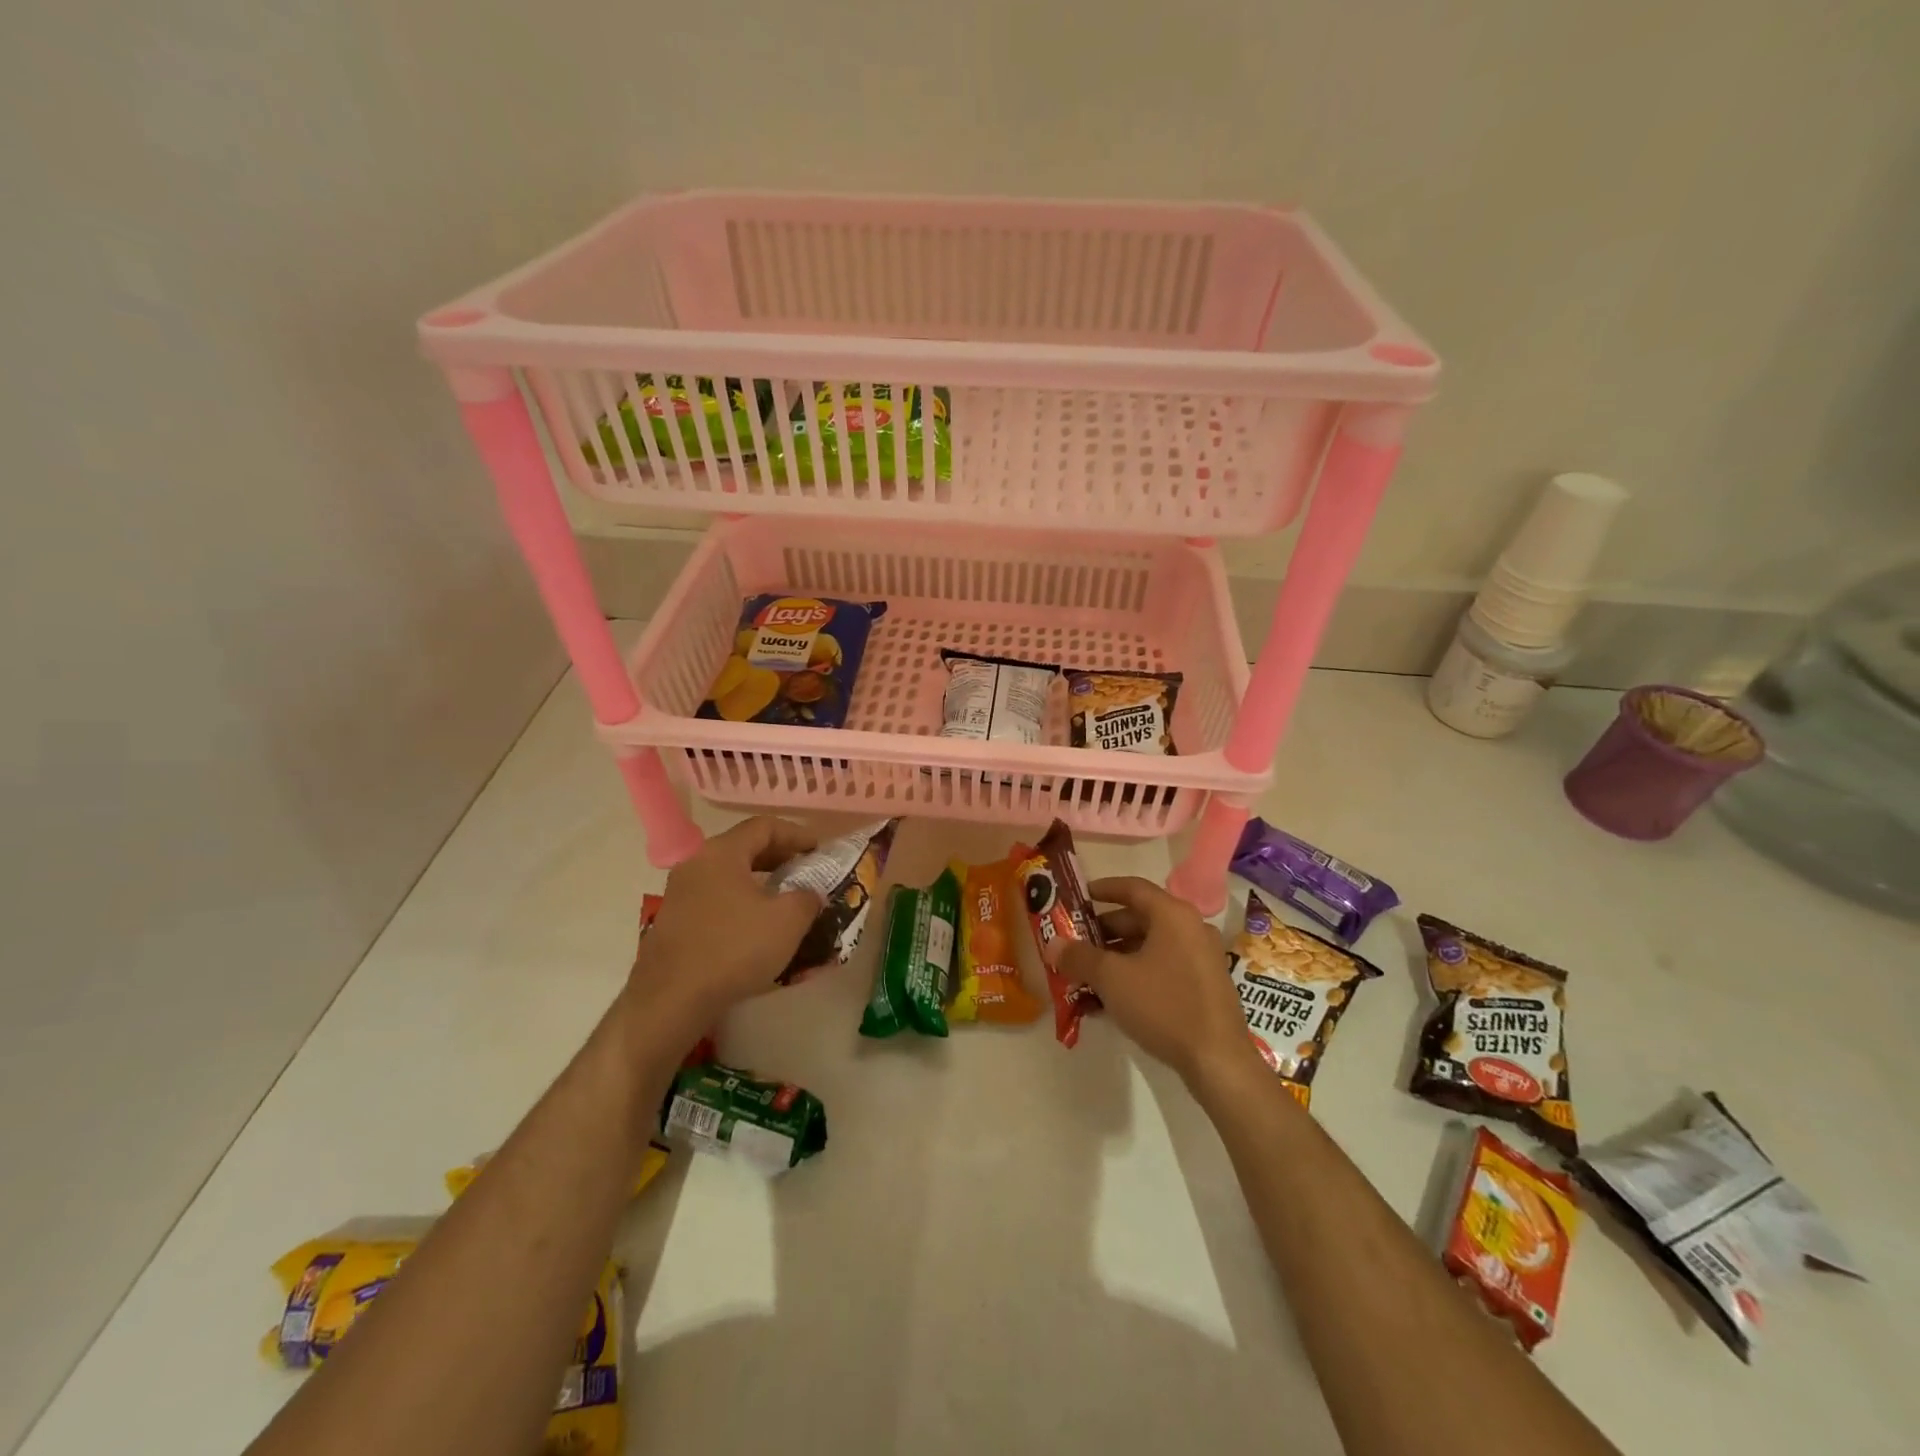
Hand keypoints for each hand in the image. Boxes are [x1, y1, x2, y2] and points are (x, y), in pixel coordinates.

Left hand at [629, 817, 820, 1030]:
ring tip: (786, 900)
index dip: (797, 834)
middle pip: (744, 847)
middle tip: (807, 871)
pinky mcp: (674, 922)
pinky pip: (716, 899)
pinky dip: (742, 903)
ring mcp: (680, 894)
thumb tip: (810, 894)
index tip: (820, 850)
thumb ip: (807, 897)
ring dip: (761, 882)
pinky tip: (757, 928)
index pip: (764, 826)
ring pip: (729, 875)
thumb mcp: (788, 921)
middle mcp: (696, 864)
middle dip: (780, 857)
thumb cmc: (734, 949)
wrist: (671, 1000)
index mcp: (721, 852)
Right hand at [1057, 877, 1256, 1087]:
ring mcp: (1202, 958)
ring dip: (1117, 957)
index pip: (1132, 888)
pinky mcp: (1205, 986)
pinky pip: (1163, 968)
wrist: (1218, 1061)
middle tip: (1075, 943)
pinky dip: (1136, 974)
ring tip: (1087, 974)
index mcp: (1173, 915)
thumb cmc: (1163, 1005)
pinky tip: (1111, 999)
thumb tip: (1053, 944)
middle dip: (1104, 932)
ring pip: (1150, 946)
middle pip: (1140, 918)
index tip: (1079, 896)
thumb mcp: (1112, 979)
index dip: (1103, 889)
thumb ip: (1080, 957)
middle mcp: (1191, 928)